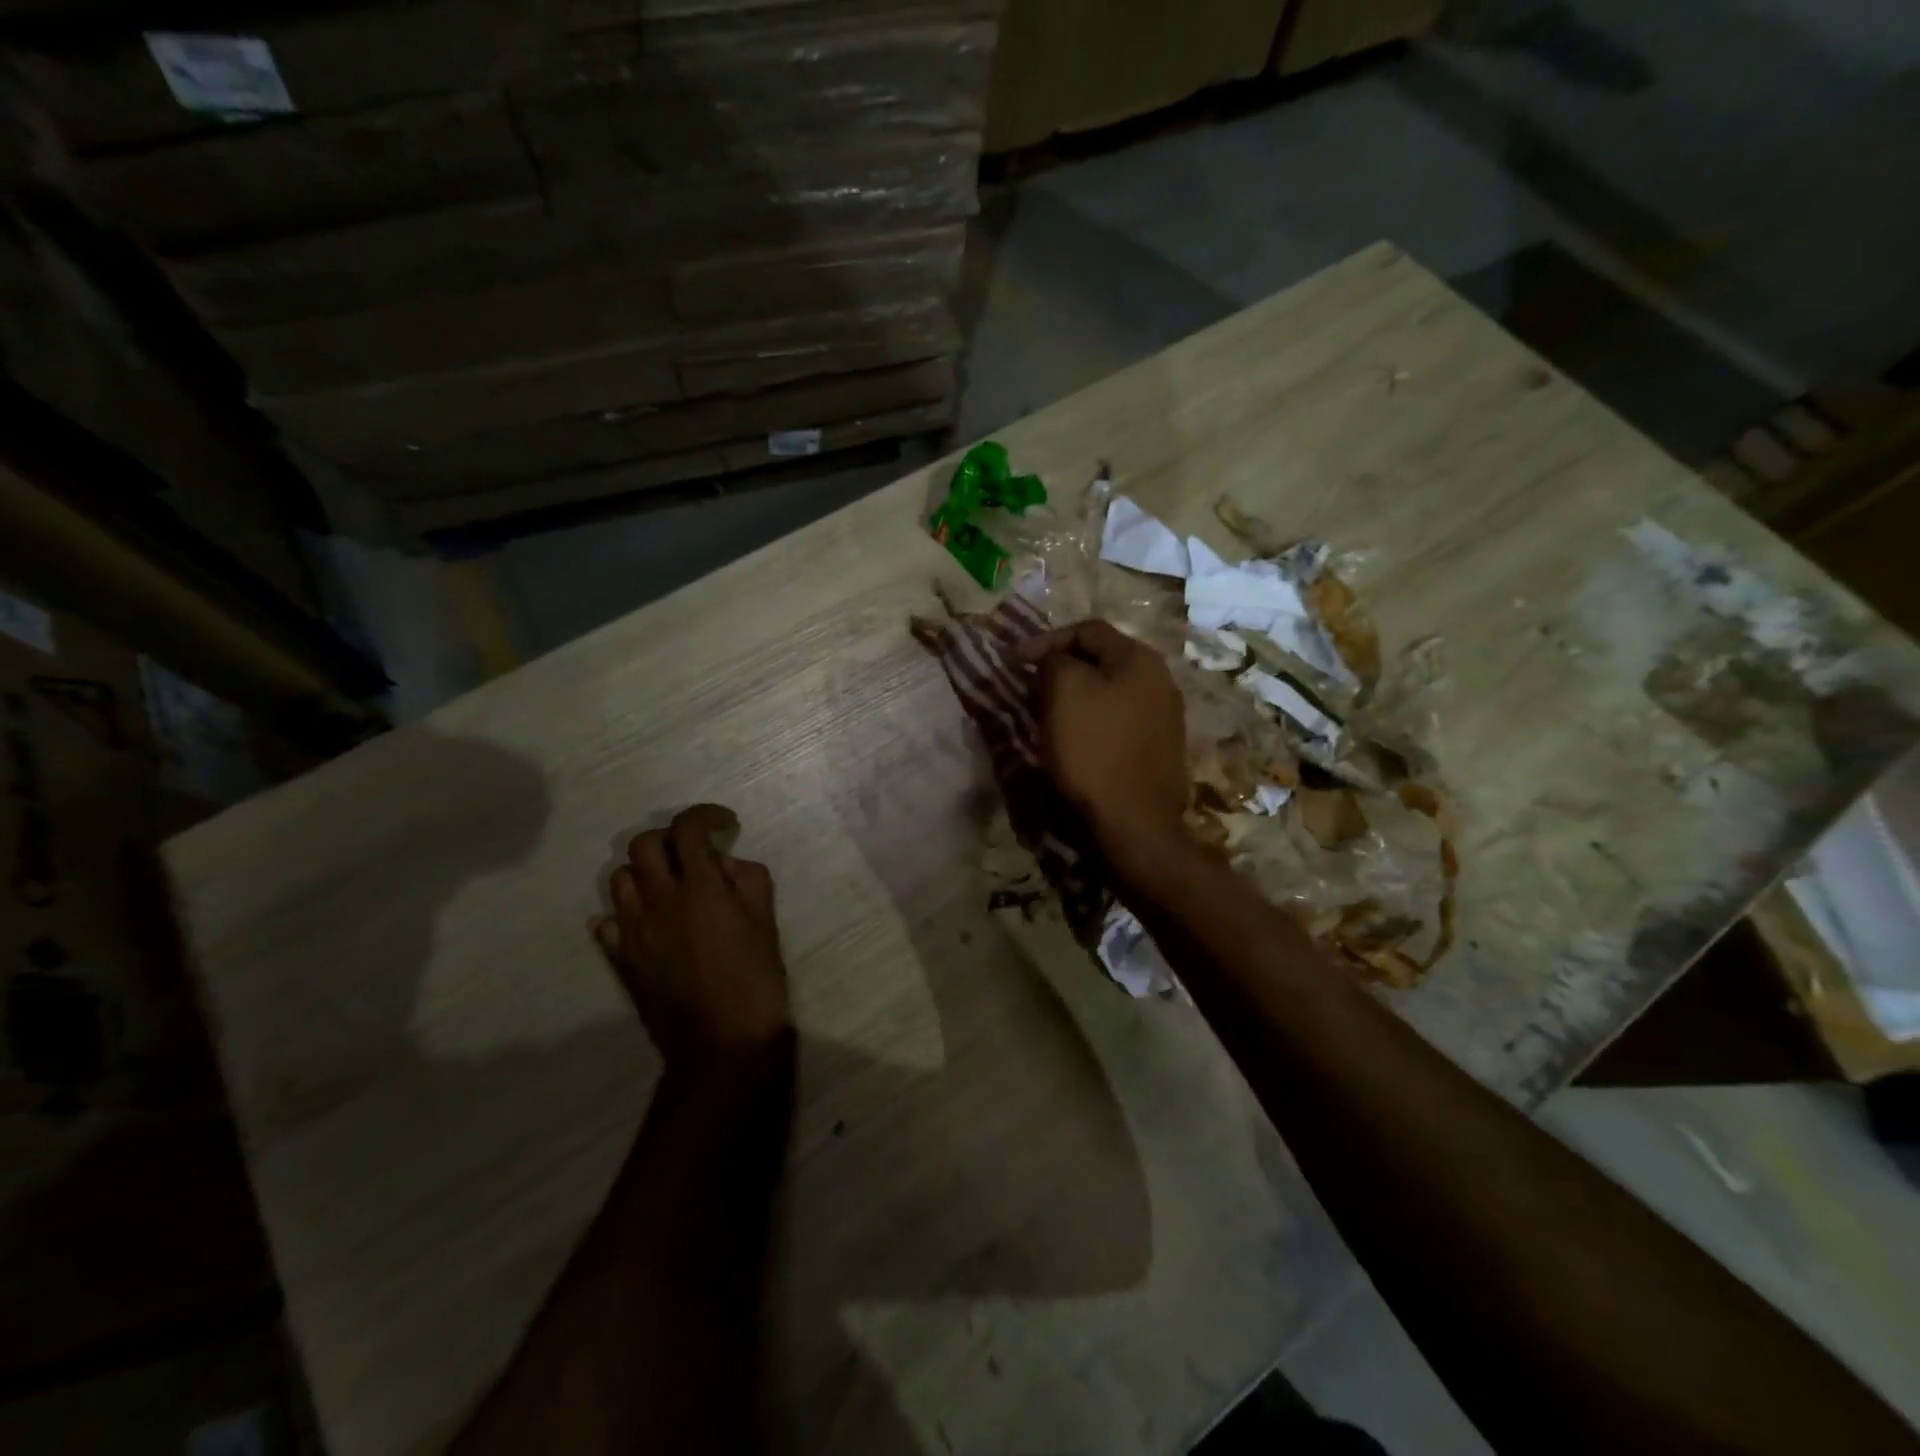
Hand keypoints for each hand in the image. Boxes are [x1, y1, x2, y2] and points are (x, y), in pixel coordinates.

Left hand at [594, 804, 789, 1067]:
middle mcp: (658, 901)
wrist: (720, 1044)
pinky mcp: (621, 960)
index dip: (704, 816)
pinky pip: (607, 923)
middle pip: (642, 845)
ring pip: (620, 879)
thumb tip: (724, 865)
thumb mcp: (766, 923)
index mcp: (699, 888)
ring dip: (645, 872)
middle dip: (669, 839)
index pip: (687, 829)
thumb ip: (748, 881)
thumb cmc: (755, 980)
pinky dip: (625, 913)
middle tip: (693, 854)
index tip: (723, 824)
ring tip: (669, 887)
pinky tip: (649, 924)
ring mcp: (633, 931)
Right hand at [1020, 620, 1187, 855]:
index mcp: (1140, 658)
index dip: (1046, 639)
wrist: (1134, 824)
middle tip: (1028, 687)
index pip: (1087, 629)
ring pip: (1109, 692)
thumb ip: (1055, 661)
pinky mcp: (1160, 749)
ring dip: (1075, 697)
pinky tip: (1074, 741)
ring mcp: (1165, 717)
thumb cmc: (1094, 751)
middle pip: (1101, 660)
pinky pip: (1119, 720)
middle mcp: (1160, 680)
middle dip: (1060, 669)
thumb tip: (1054, 662)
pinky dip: (1091, 722)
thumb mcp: (1063, 691)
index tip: (1013, 661)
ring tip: (1045, 714)